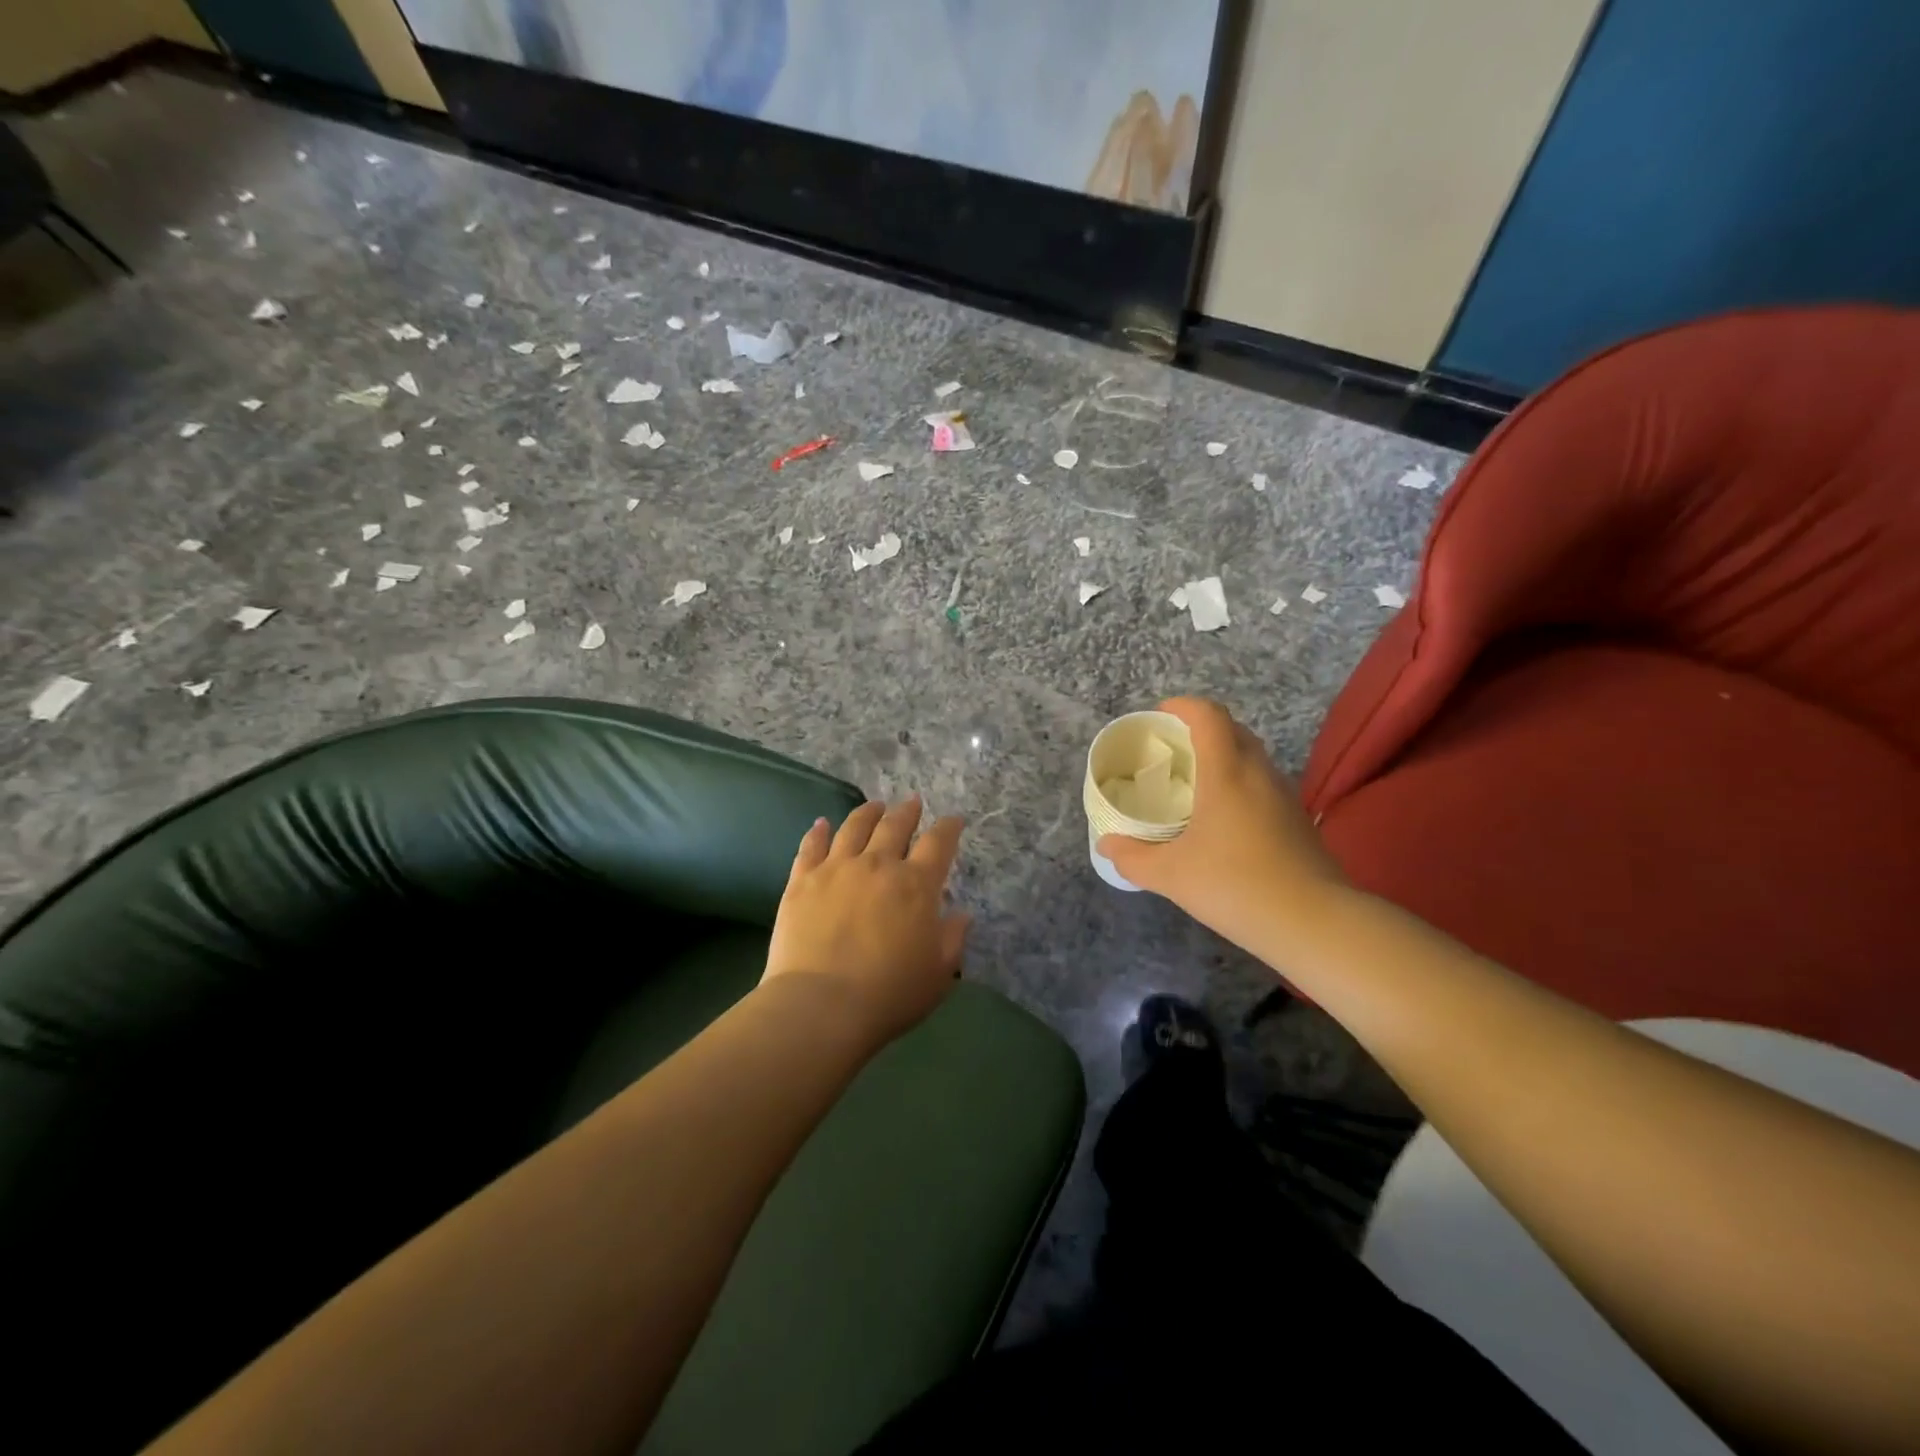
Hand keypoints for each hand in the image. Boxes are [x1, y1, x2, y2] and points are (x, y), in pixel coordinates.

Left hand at [764, 797, 970, 1044]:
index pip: (938, 843)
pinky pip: (811, 846)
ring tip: (875, 806)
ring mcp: (836, 868)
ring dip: (868, 813)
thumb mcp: (938, 973)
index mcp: (916, 884)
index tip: (954, 820)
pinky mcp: (802, 880)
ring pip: (854, 827)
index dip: (949, 828)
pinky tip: (822, 824)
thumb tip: (962, 914)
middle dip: (907, 812)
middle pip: (895, 826)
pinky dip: (818, 831)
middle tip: (912, 803)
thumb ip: (953, 938)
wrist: (821, 1005)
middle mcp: (877, 865)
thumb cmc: (889, 994)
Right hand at [1098, 698, 1346, 955]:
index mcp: (1226, 772)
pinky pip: (1264, 785)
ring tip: (1194, 784)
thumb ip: (1132, 857)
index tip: (1159, 716)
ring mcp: (1285, 796)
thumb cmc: (1235, 885)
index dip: (1182, 706)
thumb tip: (1106, 845)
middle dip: (1201, 730)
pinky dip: (1240, 785)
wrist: (1314, 923)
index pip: (1209, 715)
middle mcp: (1259, 773)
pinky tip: (1224, 820)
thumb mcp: (1170, 875)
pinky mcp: (1298, 821)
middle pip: (1233, 730)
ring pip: (1252, 758)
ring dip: (1223, 757)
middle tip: (1172, 752)